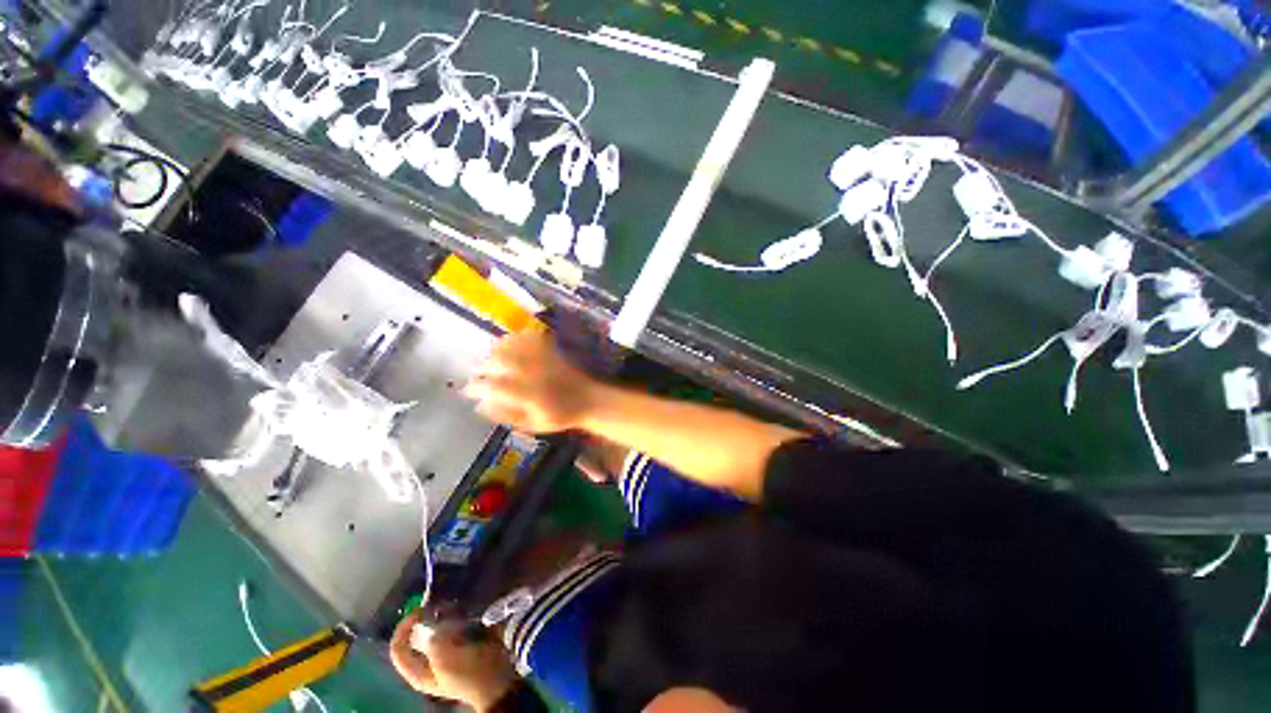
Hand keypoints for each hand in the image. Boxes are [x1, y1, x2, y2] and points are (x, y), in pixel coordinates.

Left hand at [390, 614, 516, 711]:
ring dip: (445, 615)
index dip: (404, 628)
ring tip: (456, 608)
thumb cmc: (469, 672)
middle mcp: (428, 661)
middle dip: (428, 618)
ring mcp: (446, 651)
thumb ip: (429, 640)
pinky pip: (454, 624)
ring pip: (437, 627)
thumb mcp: (445, 658)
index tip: (419, 611)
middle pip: (418, 634)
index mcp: (418, 671)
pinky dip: (458, 615)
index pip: (398, 648)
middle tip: (441, 608)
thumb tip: (422, 623)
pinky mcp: (462, 642)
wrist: (498, 678)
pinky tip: (466, 611)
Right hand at [465, 331, 601, 433]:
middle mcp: (535, 375)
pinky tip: (510, 340)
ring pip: (515, 348)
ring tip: (489, 355)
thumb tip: (480, 407)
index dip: (477, 387)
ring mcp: (544, 361)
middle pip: (502, 362)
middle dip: (483, 365)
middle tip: (476, 371)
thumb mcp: (533, 424)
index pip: (496, 387)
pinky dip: (517, 337)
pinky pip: (532, 338)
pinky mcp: (553, 352)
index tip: (468, 390)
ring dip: (497, 349)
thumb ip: (507, 415)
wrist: (588, 400)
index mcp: (529, 395)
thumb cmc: (560, 417)